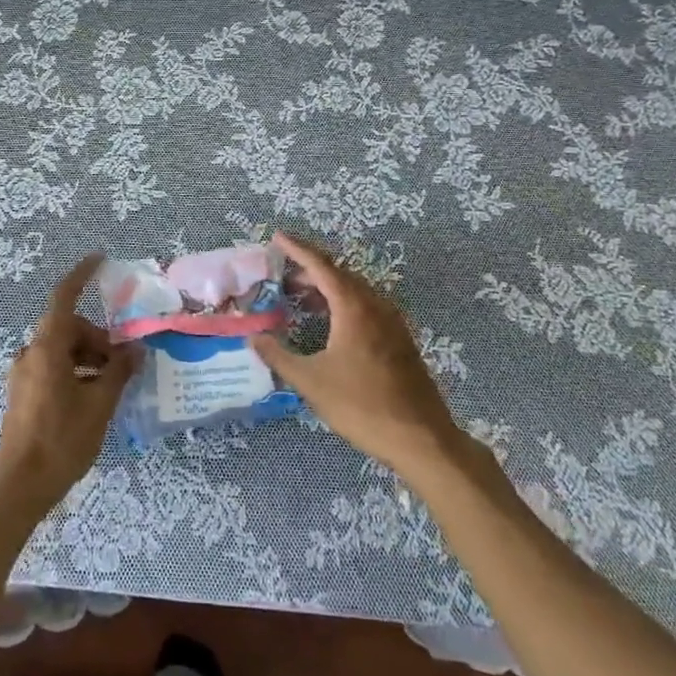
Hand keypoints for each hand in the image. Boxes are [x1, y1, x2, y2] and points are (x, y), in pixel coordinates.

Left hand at [0, 254, 139, 516]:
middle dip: (97, 337)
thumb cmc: (62, 441)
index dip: (81, 276)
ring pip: (61, 349)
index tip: (99, 260)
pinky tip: (92, 397)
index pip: (63, 298)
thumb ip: (118, 372)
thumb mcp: (99, 404)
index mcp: (46, 348)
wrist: (20, 488)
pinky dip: (74, 370)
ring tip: (111, 384)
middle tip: (122, 363)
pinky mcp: (22, 394)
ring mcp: (22, 375)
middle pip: (68, 328)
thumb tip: (135, 351)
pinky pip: (52, 367)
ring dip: (87, 357)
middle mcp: (30, 354)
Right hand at [252, 233, 490, 484]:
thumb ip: (279, 356)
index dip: (297, 249)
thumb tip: (253, 338)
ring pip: (354, 290)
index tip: (278, 236)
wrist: (421, 439)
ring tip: (299, 296)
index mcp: (353, 307)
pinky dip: (342, 302)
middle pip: (338, 273)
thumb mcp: (311, 382)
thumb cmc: (362, 405)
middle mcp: (374, 305)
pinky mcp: (399, 339)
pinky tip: (329, 322)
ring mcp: (391, 321)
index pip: (321, 265)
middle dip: (309, 269)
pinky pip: (366, 306)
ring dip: (326, 287)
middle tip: (281, 273)